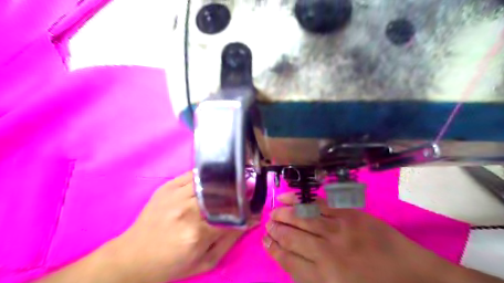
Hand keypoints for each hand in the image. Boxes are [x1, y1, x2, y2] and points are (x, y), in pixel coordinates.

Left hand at [108, 172, 256, 282]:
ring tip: (232, 184)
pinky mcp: (167, 186)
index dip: (247, 209)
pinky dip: (209, 175)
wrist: (131, 258)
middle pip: (222, 193)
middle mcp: (186, 210)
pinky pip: (194, 174)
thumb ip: (230, 240)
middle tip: (248, 189)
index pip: (233, 214)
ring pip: (210, 180)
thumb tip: (252, 221)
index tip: (256, 205)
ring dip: (225, 181)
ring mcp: (175, 195)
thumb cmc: (170, 265)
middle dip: (239, 190)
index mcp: (196, 233)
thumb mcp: (205, 262)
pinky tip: (214, 179)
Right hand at [264, 193, 459, 282]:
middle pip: (291, 238)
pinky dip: (299, 200)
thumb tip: (291, 261)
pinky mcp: (348, 214)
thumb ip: (315, 279)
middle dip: (275, 230)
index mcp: (324, 279)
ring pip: (300, 219)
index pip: (288, 261)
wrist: (419, 279)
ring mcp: (338, 230)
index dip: (273, 250)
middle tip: (267, 225)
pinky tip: (287, 197)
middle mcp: (326, 254)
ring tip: (272, 213)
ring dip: (283, 215)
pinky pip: (317, 204)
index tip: (265, 241)